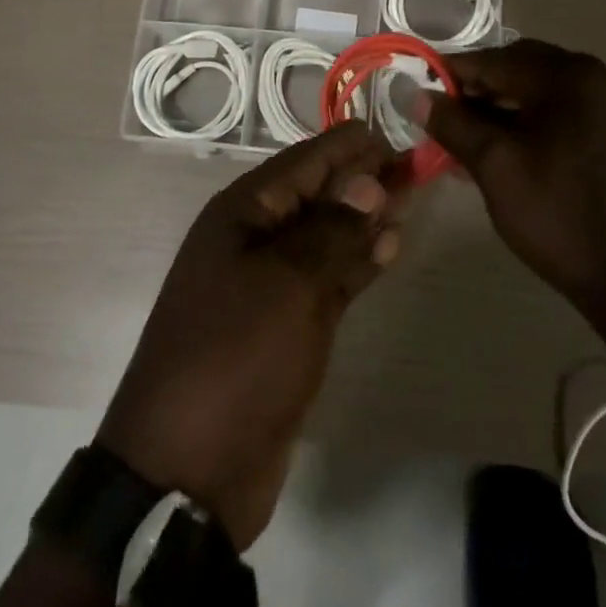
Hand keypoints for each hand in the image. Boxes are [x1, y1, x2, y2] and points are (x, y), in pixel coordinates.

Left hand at [98, 123, 407, 549]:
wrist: (187, 470)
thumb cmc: (235, 357)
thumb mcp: (287, 285)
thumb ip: (332, 230)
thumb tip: (367, 180)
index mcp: (242, 213)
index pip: (305, 162)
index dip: (350, 147)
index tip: (397, 136)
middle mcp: (254, 239)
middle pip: (318, 195)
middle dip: (364, 179)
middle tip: (417, 167)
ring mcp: (270, 284)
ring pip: (327, 236)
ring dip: (366, 218)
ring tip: (412, 199)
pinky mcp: (286, 325)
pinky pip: (328, 278)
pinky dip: (358, 262)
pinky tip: (390, 248)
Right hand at [420, 39, 605, 317]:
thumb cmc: (558, 217)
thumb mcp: (495, 167)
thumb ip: (453, 123)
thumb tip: (415, 94)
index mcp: (570, 76)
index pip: (495, 60)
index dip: (451, 74)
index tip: (420, 93)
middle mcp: (599, 76)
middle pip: (521, 68)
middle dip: (479, 90)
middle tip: (446, 119)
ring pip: (543, 90)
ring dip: (505, 107)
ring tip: (472, 140)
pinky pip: (567, 110)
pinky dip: (535, 120)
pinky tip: (512, 150)